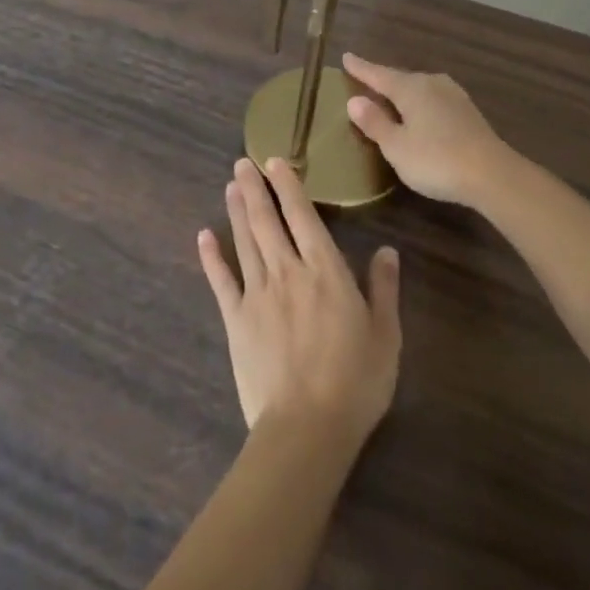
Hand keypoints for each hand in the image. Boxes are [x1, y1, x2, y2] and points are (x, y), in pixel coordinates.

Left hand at [197, 158, 400, 445]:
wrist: (306, 427)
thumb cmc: (355, 382)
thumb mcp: (385, 336)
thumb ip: (383, 289)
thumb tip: (387, 251)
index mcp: (325, 272)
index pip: (304, 217)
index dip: (289, 188)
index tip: (276, 163)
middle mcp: (288, 272)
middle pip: (267, 221)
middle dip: (256, 189)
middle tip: (242, 163)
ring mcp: (257, 294)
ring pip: (244, 242)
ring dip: (237, 211)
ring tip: (230, 185)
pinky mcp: (236, 319)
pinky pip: (221, 280)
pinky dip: (211, 257)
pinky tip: (203, 236)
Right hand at [341, 54, 511, 207]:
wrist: (493, 175)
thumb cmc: (436, 160)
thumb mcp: (396, 146)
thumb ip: (375, 122)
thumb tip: (354, 100)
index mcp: (410, 88)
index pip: (378, 74)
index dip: (361, 68)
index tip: (346, 56)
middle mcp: (432, 84)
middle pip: (400, 79)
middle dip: (382, 79)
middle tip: (363, 79)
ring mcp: (453, 96)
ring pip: (419, 88)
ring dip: (403, 92)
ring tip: (389, 97)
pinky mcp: (467, 112)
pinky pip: (433, 100)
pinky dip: (420, 104)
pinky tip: (419, 113)